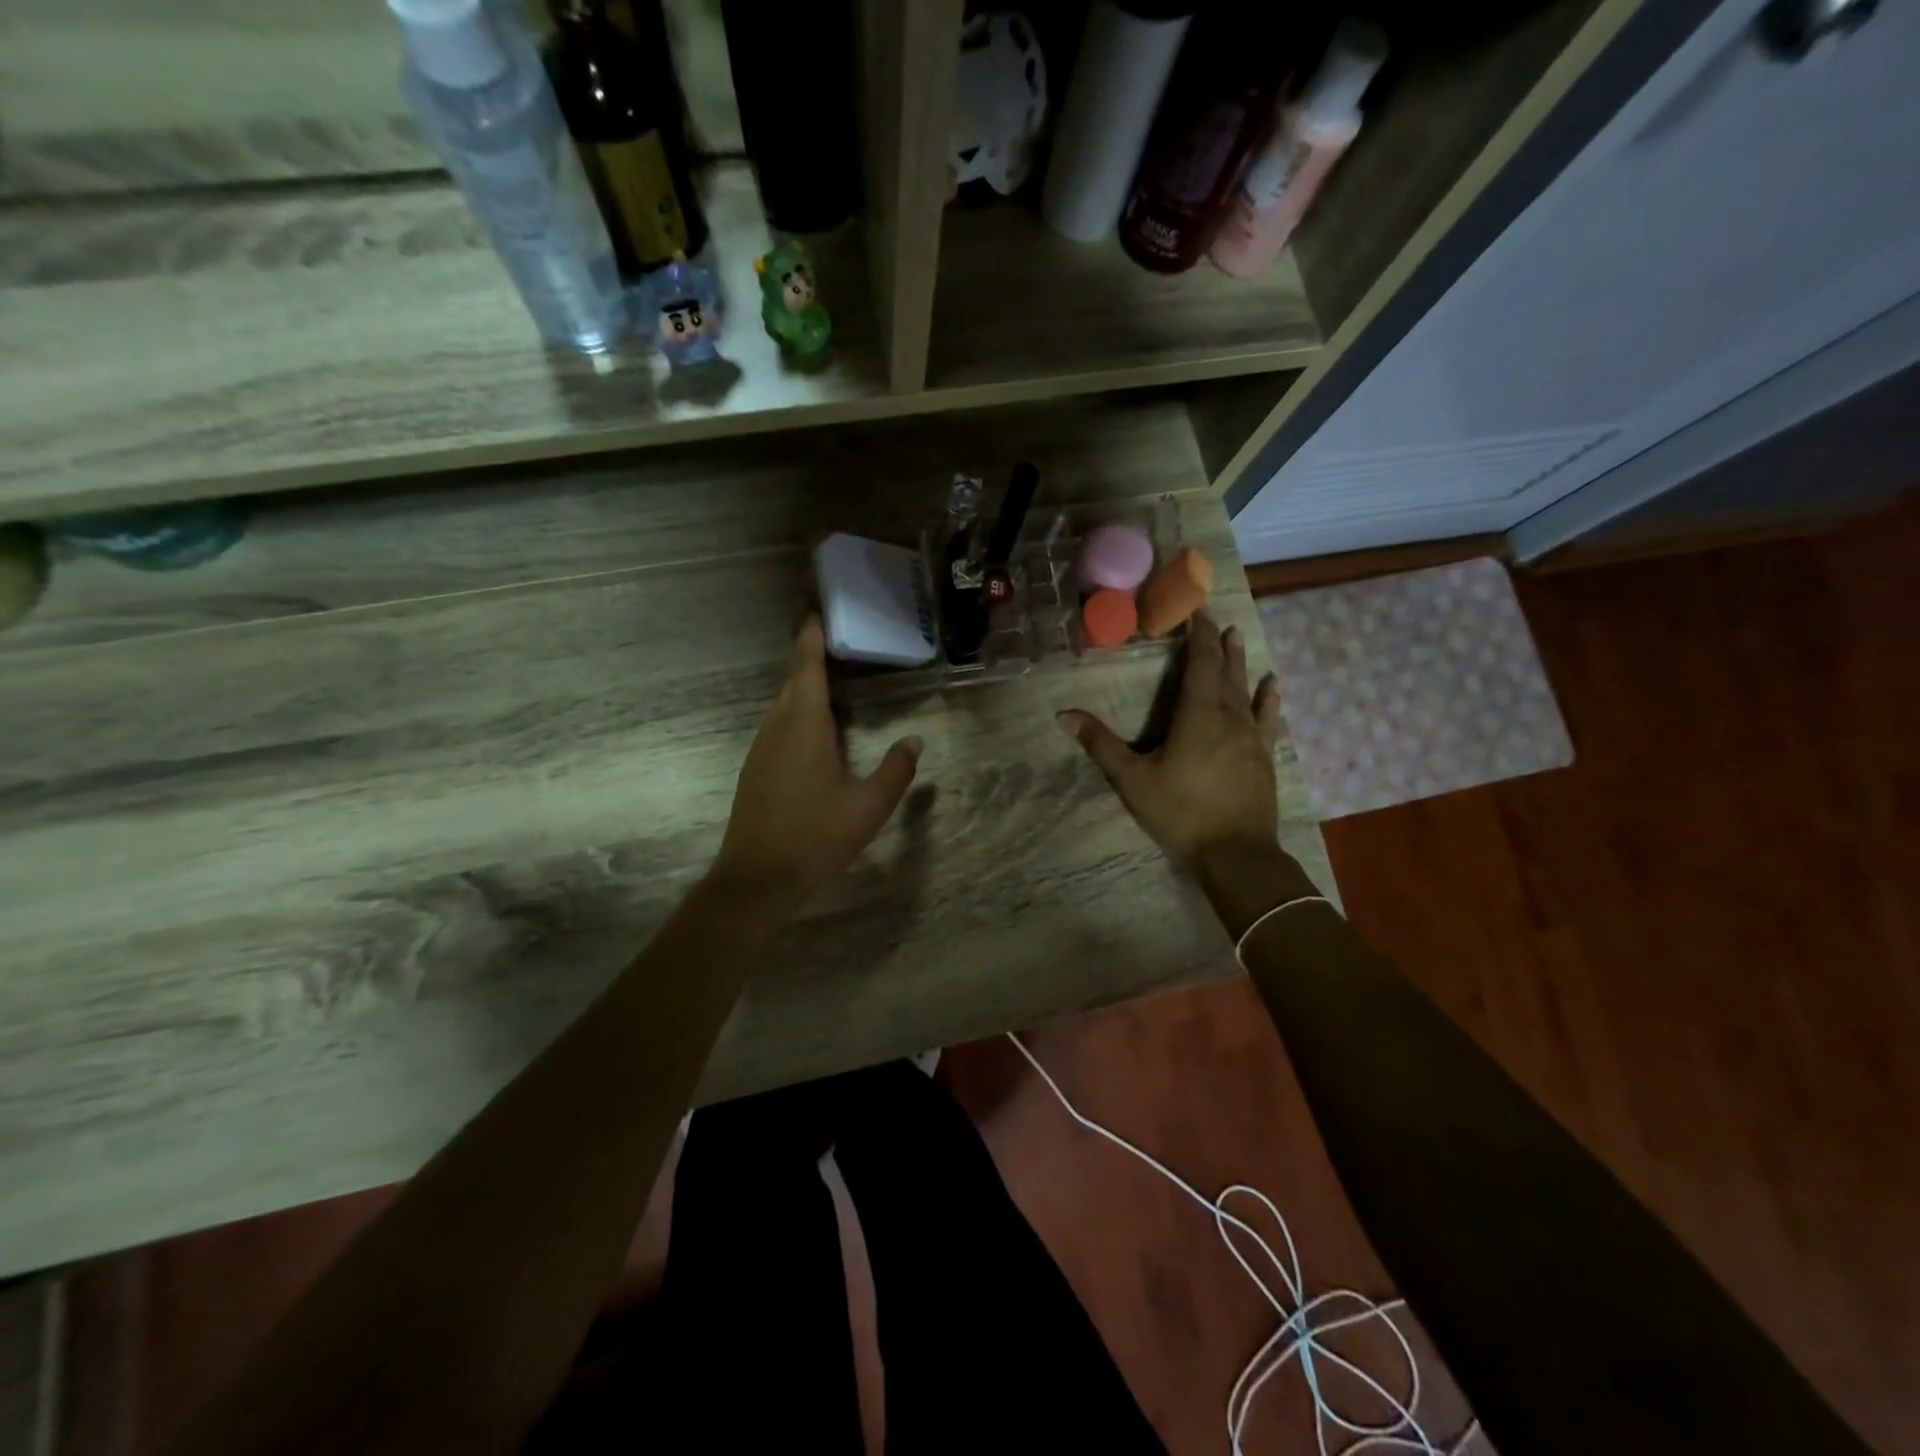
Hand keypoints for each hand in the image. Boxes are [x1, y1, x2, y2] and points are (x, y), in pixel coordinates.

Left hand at [714, 617, 922, 909]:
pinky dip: (796, 711)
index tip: (815, 611)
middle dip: (809, 656)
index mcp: (804, 726)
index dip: (811, 637)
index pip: (807, 668)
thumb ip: (896, 770)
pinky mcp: (755, 769)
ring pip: (782, 704)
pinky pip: (777, 725)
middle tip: (834, 640)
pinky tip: (812, 727)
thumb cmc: (815, 837)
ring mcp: (761, 749)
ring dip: (802, 685)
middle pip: (792, 681)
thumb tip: (916, 740)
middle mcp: (777, 728)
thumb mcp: (869, 807)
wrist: (757, 879)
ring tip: (829, 677)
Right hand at [1059, 613, 1279, 865]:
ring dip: (1240, 662)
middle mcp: (1229, 717)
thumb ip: (1101, 745)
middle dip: (1216, 643)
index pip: (1200, 663)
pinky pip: (1267, 717)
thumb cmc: (1181, 813)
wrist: (1236, 854)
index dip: (1197, 635)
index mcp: (1198, 715)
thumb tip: (1064, 715)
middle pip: (1224, 670)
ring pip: (1246, 689)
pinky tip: (1272, 685)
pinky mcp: (1263, 756)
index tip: (1195, 609)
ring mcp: (1251, 737)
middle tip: (1213, 618)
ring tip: (1238, 636)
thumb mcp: (1133, 780)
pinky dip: (1268, 698)